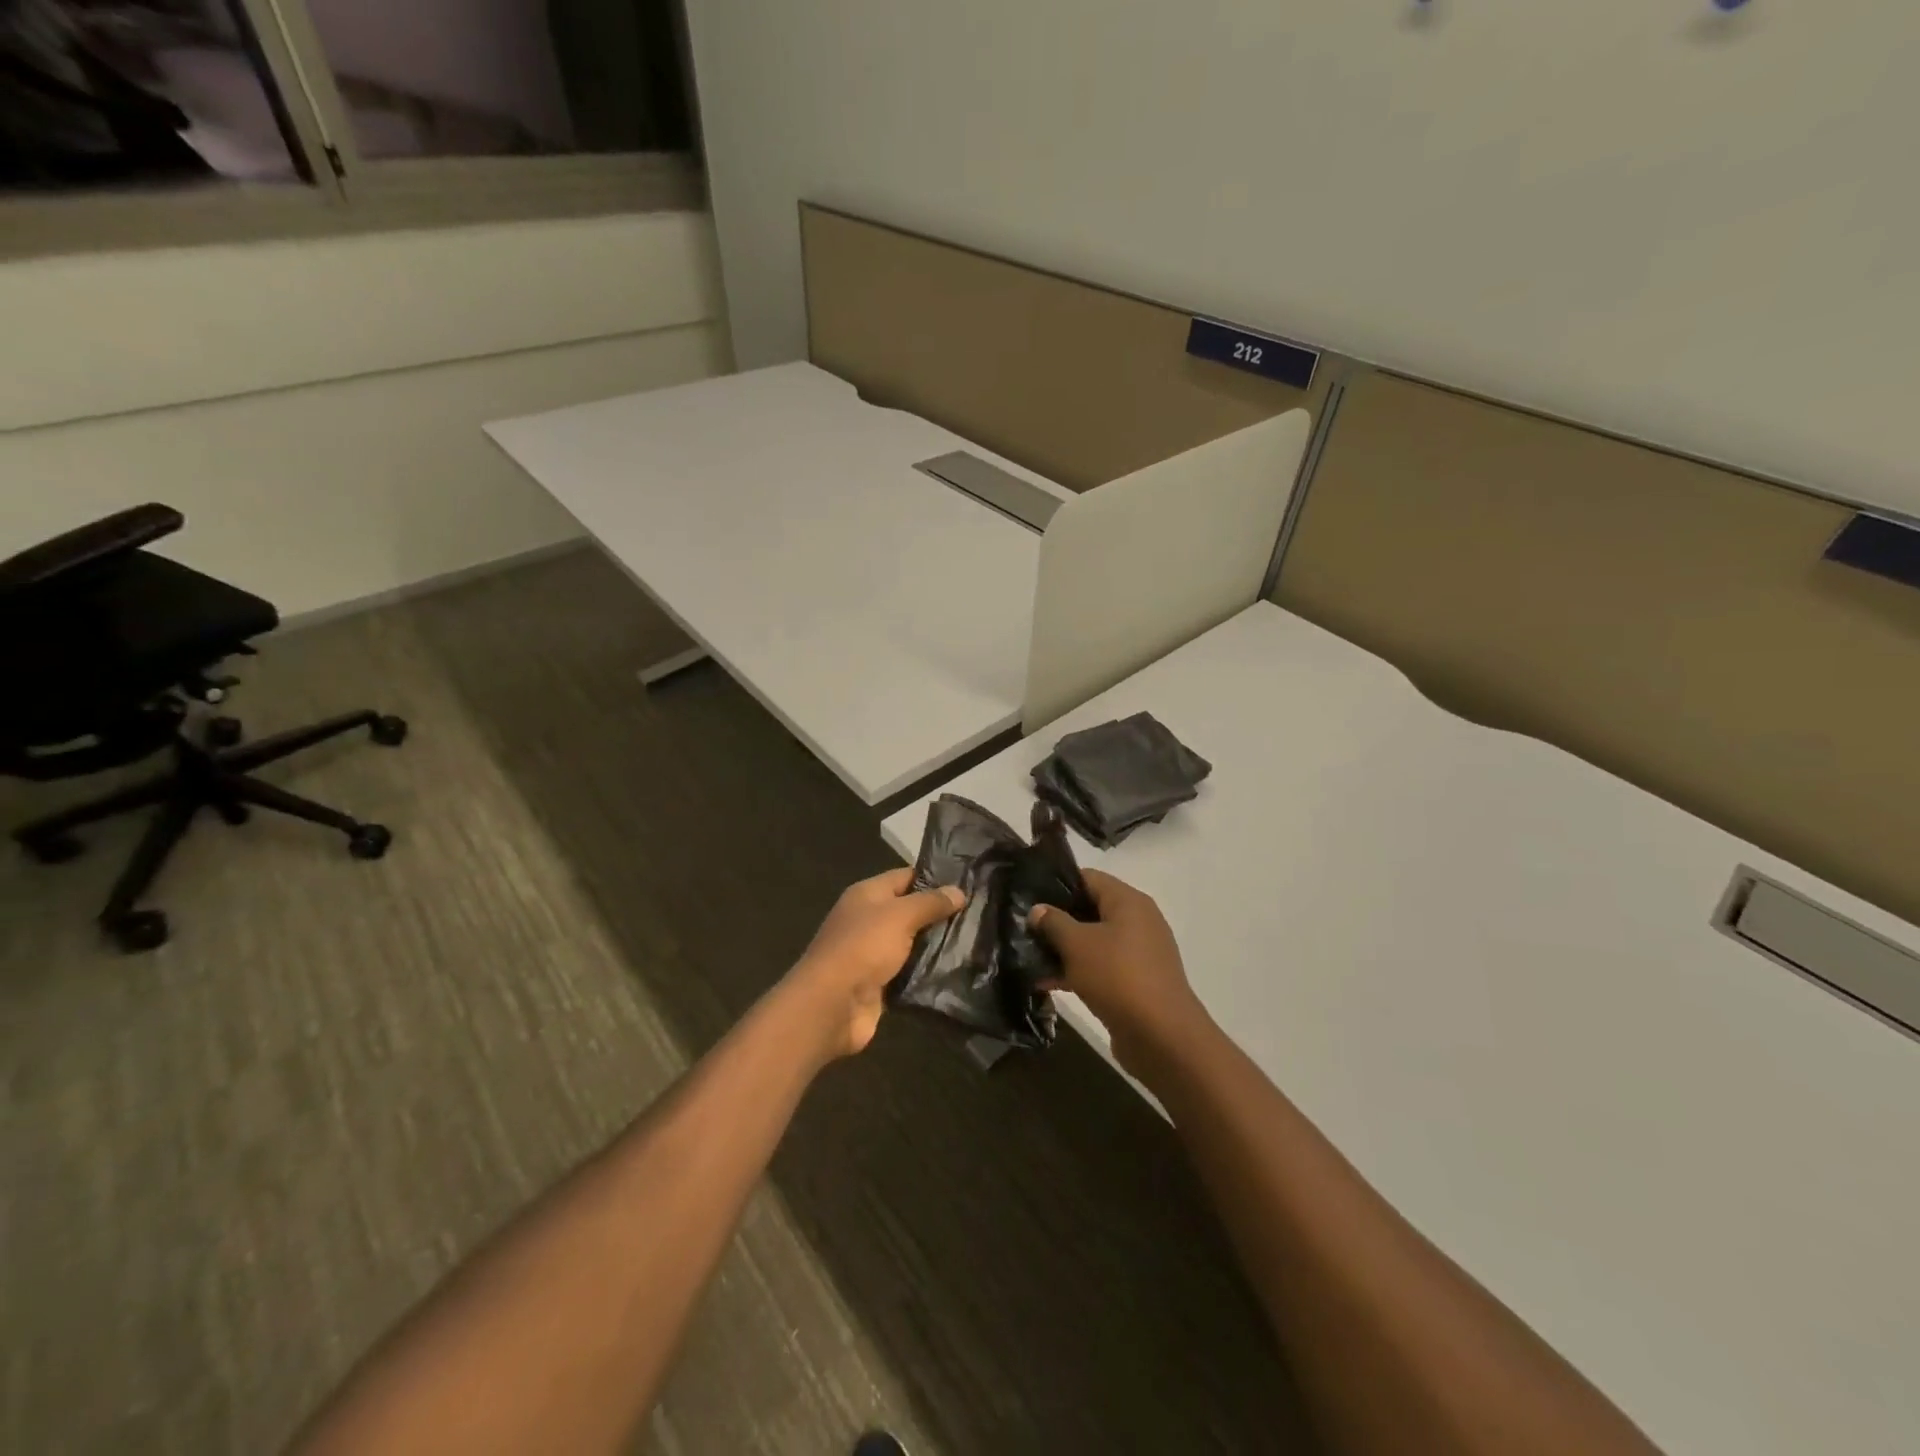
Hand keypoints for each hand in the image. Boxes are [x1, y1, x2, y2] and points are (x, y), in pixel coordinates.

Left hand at [783, 869, 964, 1059]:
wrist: (832, 1005)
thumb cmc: (863, 947)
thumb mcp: (900, 916)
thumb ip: (930, 903)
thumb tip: (959, 891)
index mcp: (867, 895)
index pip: (905, 877)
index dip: (934, 878)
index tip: (967, 883)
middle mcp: (868, 919)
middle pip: (909, 911)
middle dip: (940, 913)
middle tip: (978, 914)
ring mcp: (873, 953)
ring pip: (912, 943)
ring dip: (936, 945)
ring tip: (975, 941)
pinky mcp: (880, 983)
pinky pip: (909, 972)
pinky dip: (927, 972)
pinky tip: (956, 970)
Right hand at [1030, 870, 1210, 1071]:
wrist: (1162, 1037)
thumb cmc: (1118, 977)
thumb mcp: (1078, 945)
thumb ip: (1054, 922)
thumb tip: (1038, 910)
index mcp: (1128, 902)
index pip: (1088, 878)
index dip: (1057, 883)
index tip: (1028, 894)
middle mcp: (1137, 922)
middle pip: (1089, 910)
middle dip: (1056, 920)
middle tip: (1023, 927)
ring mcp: (1137, 954)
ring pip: (1092, 942)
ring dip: (1062, 950)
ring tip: (1026, 957)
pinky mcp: (1134, 983)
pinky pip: (1100, 967)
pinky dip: (1076, 971)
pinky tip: (1045, 983)